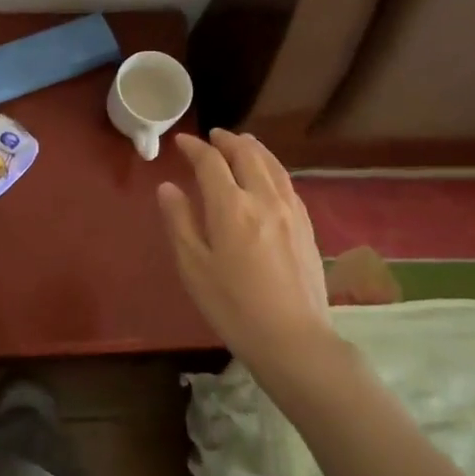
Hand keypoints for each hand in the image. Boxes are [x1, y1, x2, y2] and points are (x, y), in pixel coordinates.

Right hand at [156, 129, 329, 365]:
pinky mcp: (307, 226)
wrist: (293, 339)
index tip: (181, 142)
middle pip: (247, 155)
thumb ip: (179, 222)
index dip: (195, 148)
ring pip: (272, 165)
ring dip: (253, 149)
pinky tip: (269, 176)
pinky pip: (287, 183)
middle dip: (227, 141)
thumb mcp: (193, 267)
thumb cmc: (233, 306)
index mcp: (231, 207)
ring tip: (242, 143)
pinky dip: (272, 168)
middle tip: (213, 136)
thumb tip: (168, 188)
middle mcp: (263, 199)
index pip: (211, 163)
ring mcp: (291, 211)